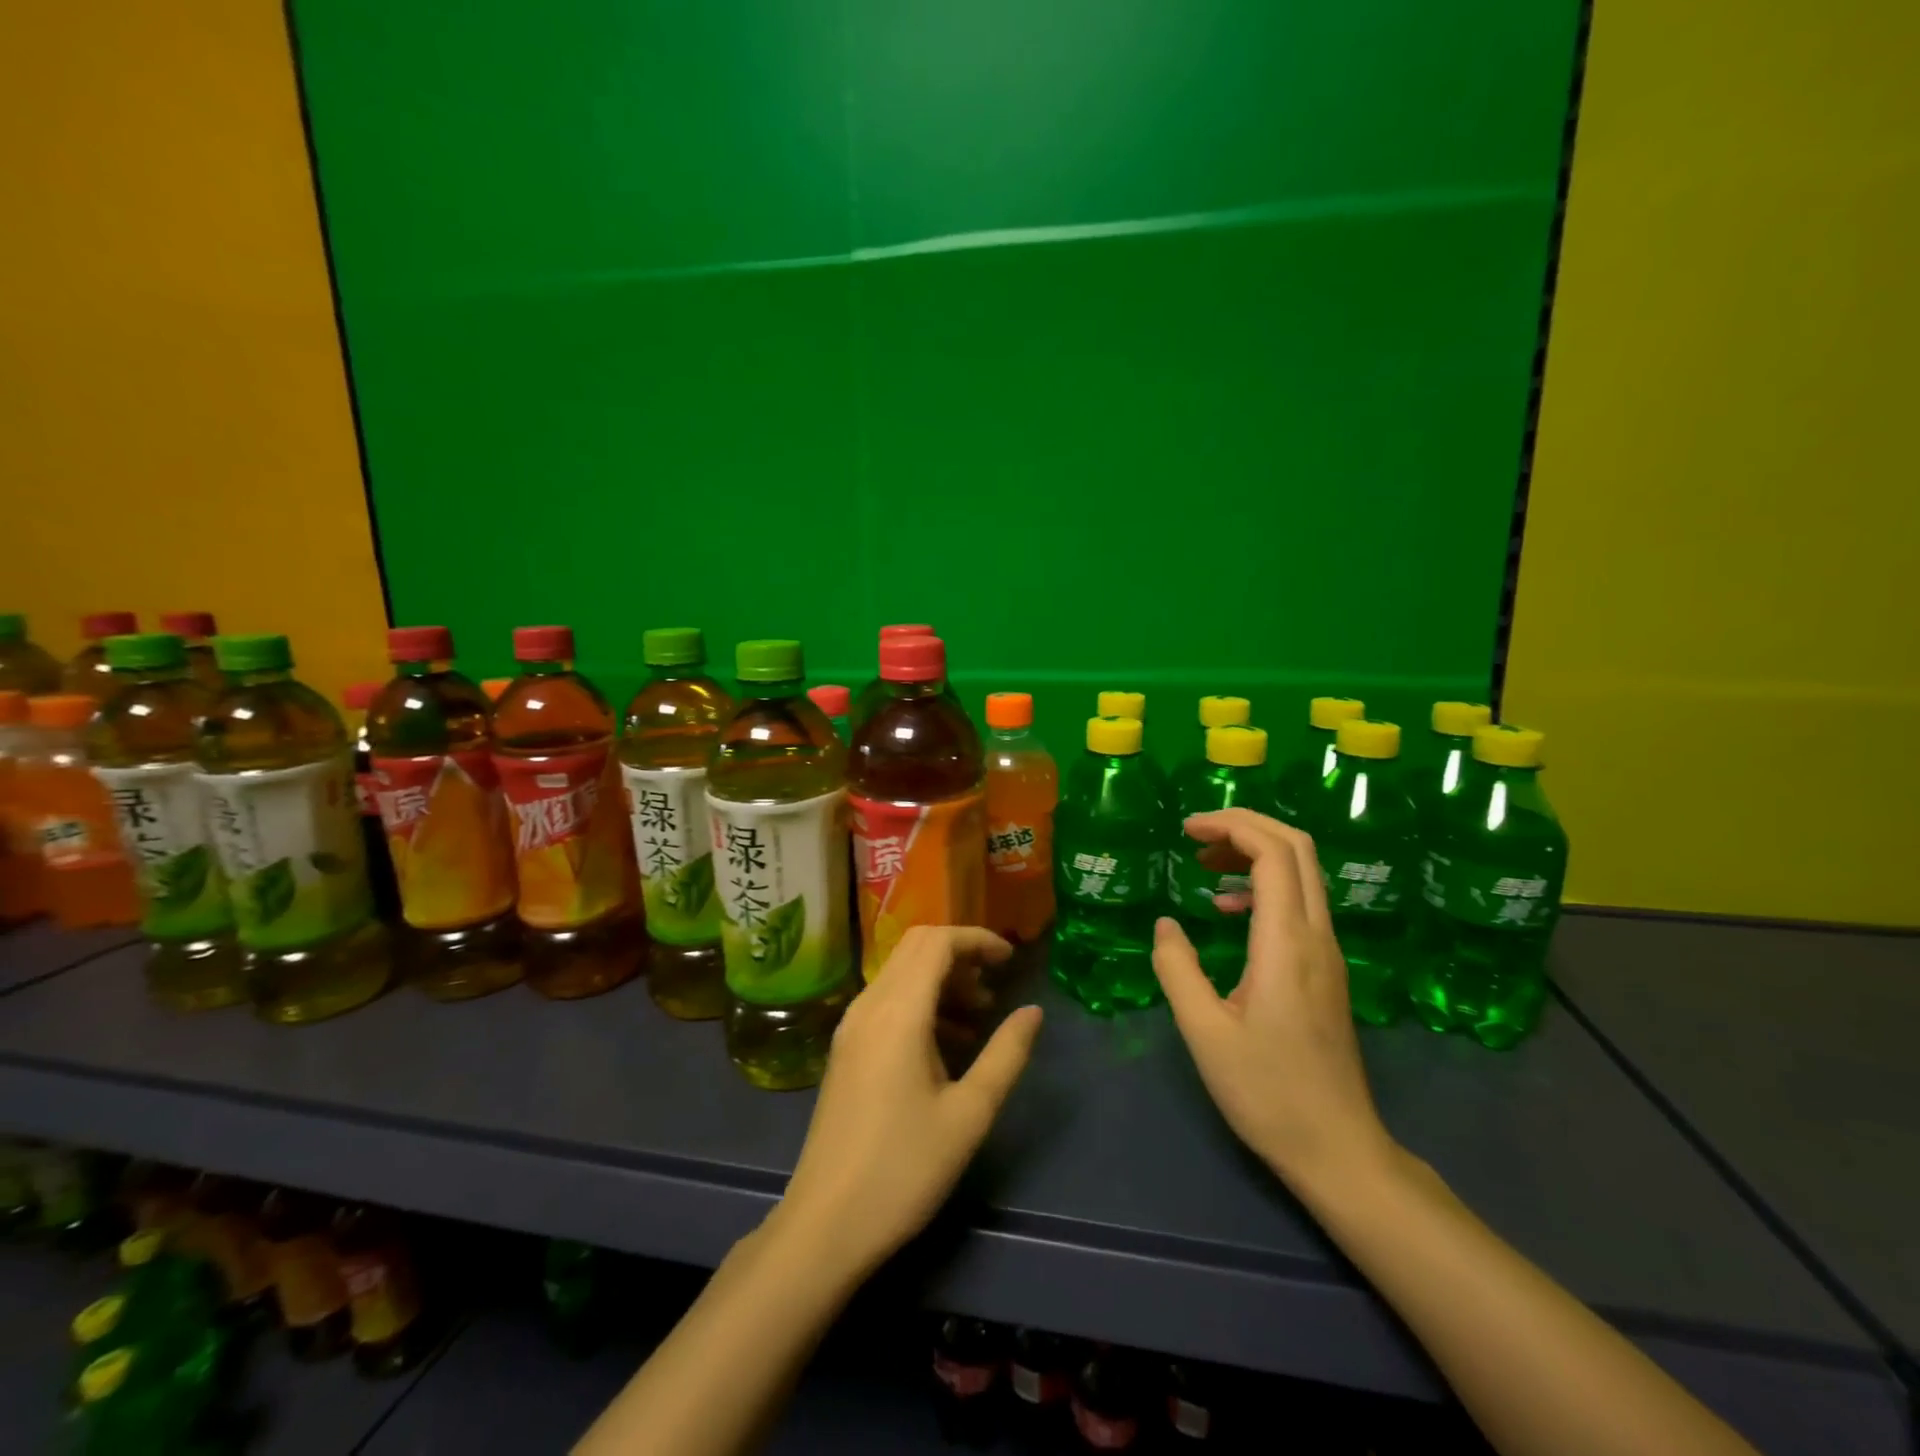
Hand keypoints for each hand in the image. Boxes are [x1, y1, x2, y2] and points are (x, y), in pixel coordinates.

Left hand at [773, 927, 1043, 1281]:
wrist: (825, 1224)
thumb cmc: (904, 1169)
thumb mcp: (969, 1114)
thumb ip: (1005, 1054)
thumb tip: (1032, 1011)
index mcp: (899, 1012)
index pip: (937, 942)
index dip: (977, 939)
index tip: (1011, 960)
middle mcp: (869, 1005)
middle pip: (916, 948)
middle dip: (960, 953)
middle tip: (996, 983)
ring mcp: (852, 1026)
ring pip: (900, 973)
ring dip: (941, 979)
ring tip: (980, 1016)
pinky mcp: (846, 1049)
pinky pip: (887, 1001)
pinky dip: (921, 1002)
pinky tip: (947, 1044)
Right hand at [1152, 809, 1394, 1193]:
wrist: (1338, 1148)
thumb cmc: (1267, 1092)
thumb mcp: (1204, 1032)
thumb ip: (1177, 969)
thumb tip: (1166, 923)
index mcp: (1286, 943)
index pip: (1273, 852)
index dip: (1230, 826)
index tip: (1185, 829)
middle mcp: (1316, 935)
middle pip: (1297, 847)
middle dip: (1245, 826)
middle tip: (1195, 835)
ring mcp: (1328, 952)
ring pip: (1303, 872)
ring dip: (1255, 852)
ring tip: (1205, 865)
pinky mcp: (1327, 969)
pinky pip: (1301, 901)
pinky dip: (1265, 884)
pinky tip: (1230, 910)